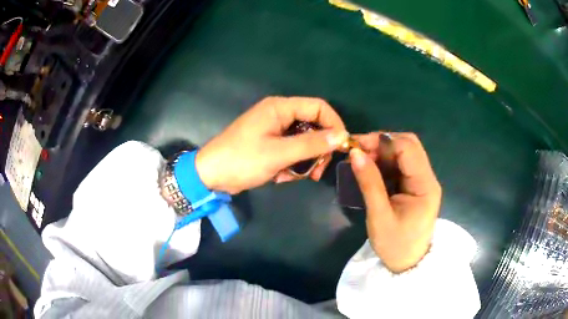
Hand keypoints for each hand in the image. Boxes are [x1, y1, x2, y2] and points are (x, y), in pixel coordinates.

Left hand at [195, 96, 346, 193]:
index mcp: (280, 108)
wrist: (211, 176)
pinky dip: (290, 166)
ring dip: (303, 162)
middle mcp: (279, 115)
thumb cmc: (242, 160)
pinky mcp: (271, 144)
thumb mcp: (278, 153)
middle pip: (313, 126)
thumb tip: (342, 136)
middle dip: (318, 150)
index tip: (342, 147)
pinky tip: (279, 177)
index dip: (334, 124)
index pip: (319, 107)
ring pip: (304, 142)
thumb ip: (311, 144)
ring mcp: (275, 130)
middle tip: (317, 172)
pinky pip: (292, 152)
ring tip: (292, 177)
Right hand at [349, 133, 441, 272]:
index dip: (381, 141)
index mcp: (425, 185)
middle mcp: (427, 178)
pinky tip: (371, 169)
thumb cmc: (395, 245)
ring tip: (361, 160)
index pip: (407, 148)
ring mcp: (422, 181)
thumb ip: (369, 183)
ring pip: (404, 152)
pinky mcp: (415, 186)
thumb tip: (355, 153)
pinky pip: (401, 165)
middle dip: (382, 143)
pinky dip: (385, 162)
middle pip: (409, 145)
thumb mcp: (379, 216)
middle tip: (359, 152)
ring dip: (382, 151)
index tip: (356, 145)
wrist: (407, 264)